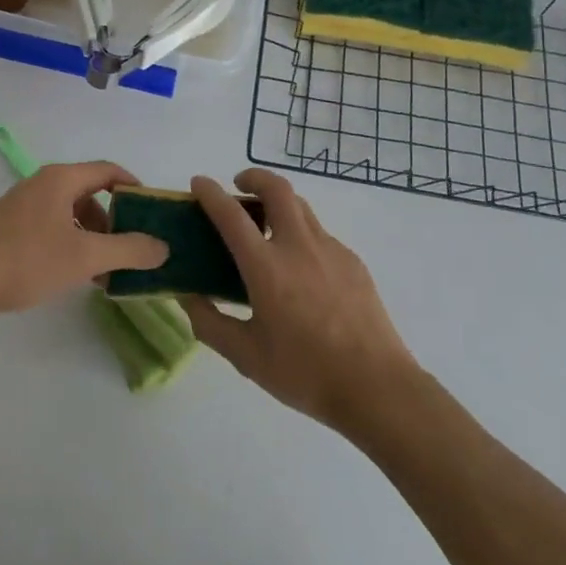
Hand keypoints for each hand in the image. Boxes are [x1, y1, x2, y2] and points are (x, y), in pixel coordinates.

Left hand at [0, 161, 168, 319]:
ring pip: (70, 212)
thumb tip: (163, 247)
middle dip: (114, 221)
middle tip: (129, 249)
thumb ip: (128, 250)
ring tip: (103, 270)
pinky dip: (70, 242)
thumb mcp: (85, 257)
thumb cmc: (27, 260)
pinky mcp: (9, 226)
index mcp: (61, 179)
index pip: (109, 171)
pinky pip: (51, 225)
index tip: (152, 213)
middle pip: (90, 193)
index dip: (134, 188)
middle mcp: (42, 183)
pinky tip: (73, 273)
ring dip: (92, 236)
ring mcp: (23, 204)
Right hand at [183, 169, 418, 433]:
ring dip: (279, 202)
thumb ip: (211, 324)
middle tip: (240, 186)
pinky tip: (300, 269)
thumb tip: (188, 299)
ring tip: (266, 225)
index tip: (199, 182)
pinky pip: (321, 235)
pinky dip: (301, 234)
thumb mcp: (246, 357)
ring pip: (302, 207)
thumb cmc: (305, 373)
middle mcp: (299, 247)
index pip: (232, 215)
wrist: (376, 387)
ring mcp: (331, 250)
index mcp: (267, 268)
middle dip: (254, 177)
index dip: (211, 193)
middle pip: (277, 189)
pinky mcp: (353, 262)